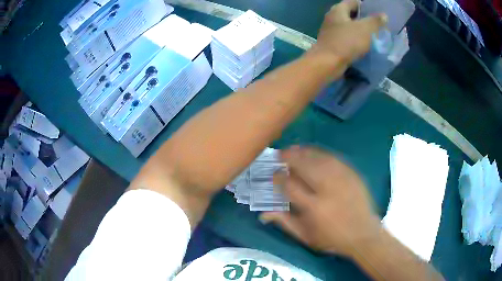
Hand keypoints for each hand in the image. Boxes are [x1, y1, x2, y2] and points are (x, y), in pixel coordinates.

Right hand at [261, 146, 381, 257]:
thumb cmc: (331, 238)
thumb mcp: (305, 236)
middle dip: (289, 158)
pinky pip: (334, 159)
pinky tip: (313, 152)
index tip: (274, 173)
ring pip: (319, 159)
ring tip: (293, 149)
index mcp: (313, 207)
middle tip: (280, 154)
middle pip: (305, 167)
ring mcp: (342, 180)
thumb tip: (263, 213)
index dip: (279, 177)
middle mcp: (327, 190)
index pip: (290, 186)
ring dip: (303, 152)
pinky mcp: (352, 175)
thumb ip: (285, 222)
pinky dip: (320, 153)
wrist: (362, 233)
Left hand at [308, 0, 387, 65]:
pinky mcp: (331, 42)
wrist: (328, 62)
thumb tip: (384, 15)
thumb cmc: (347, 42)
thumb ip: (375, 21)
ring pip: (348, 26)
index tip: (375, 11)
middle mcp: (332, 17)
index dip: (364, 5)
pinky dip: (354, 38)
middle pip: (350, 14)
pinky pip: (345, 37)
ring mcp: (330, 30)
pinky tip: (363, 44)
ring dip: (359, 29)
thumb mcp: (365, 29)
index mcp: (338, 10)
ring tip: (373, 34)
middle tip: (376, 23)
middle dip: (363, 18)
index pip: (352, 2)